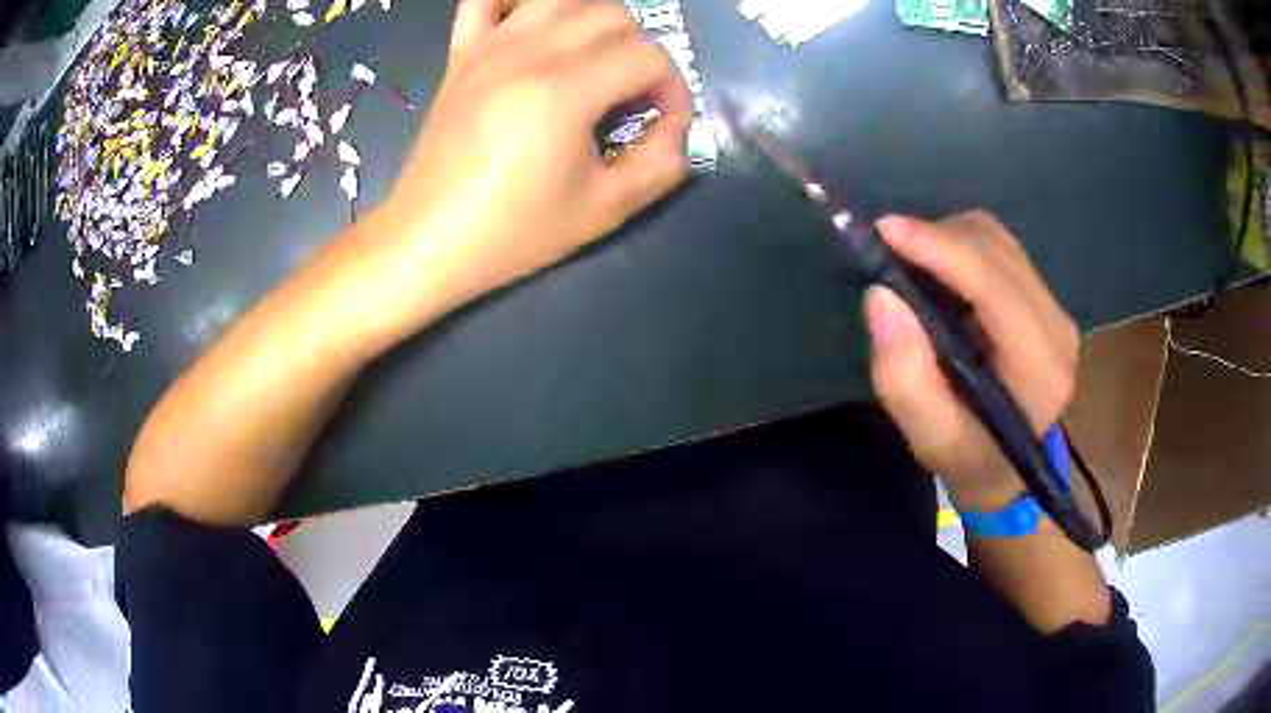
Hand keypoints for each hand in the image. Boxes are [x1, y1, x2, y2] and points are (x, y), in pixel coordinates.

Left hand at [360, 0, 691, 340]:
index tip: (662, 126)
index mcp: (565, 91)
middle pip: (614, 15)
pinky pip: (485, 0)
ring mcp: (490, 47)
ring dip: (593, 20)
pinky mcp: (461, 53)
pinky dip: (515, 2)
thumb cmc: (513, 231)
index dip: (672, 90)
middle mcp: (529, 53)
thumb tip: (674, 127)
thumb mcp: (603, 211)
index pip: (649, 57)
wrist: (428, 239)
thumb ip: (660, 163)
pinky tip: (530, 27)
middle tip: (628, 97)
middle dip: (639, 52)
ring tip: (592, 60)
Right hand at [864, 212, 1079, 510]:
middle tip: (888, 250)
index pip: (995, 286)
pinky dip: (961, 246)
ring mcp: (1056, 309)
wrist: (1006, 468)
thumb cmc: (968, 458)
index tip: (885, 232)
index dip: (942, 250)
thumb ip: (904, 377)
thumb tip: (882, 295)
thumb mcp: (929, 437)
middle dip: (937, 239)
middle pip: (996, 250)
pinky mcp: (1044, 298)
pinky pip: (1000, 247)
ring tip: (912, 264)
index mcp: (1040, 370)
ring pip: (997, 240)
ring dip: (947, 239)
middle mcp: (1058, 329)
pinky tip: (940, 271)